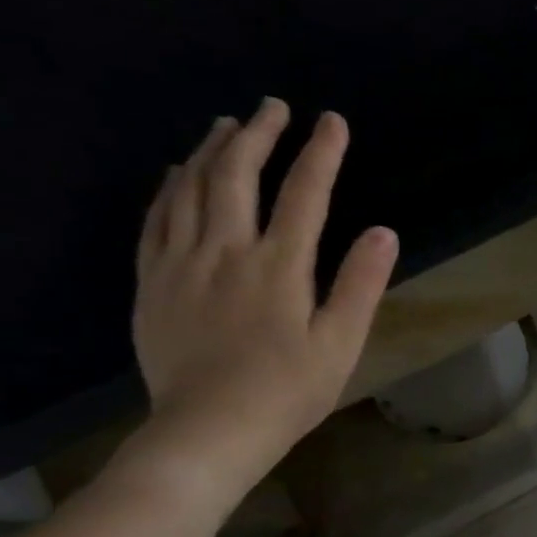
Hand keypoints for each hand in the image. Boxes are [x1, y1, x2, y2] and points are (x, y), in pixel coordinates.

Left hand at [118, 99, 396, 511]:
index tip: (332, 122)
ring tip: (227, 126)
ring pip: (191, 189)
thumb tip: (383, 231)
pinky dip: (170, 187)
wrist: (208, 428)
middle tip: (273, 107)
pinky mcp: (153, 282)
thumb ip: (360, 283)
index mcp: (279, 267)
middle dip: (258, 136)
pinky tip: (179, 174)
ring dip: (211, 151)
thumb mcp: (341, 342)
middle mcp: (226, 251)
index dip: (320, 154)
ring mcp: (181, 263)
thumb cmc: (289, 390)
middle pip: (238, 178)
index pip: (305, 195)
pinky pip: (156, 219)